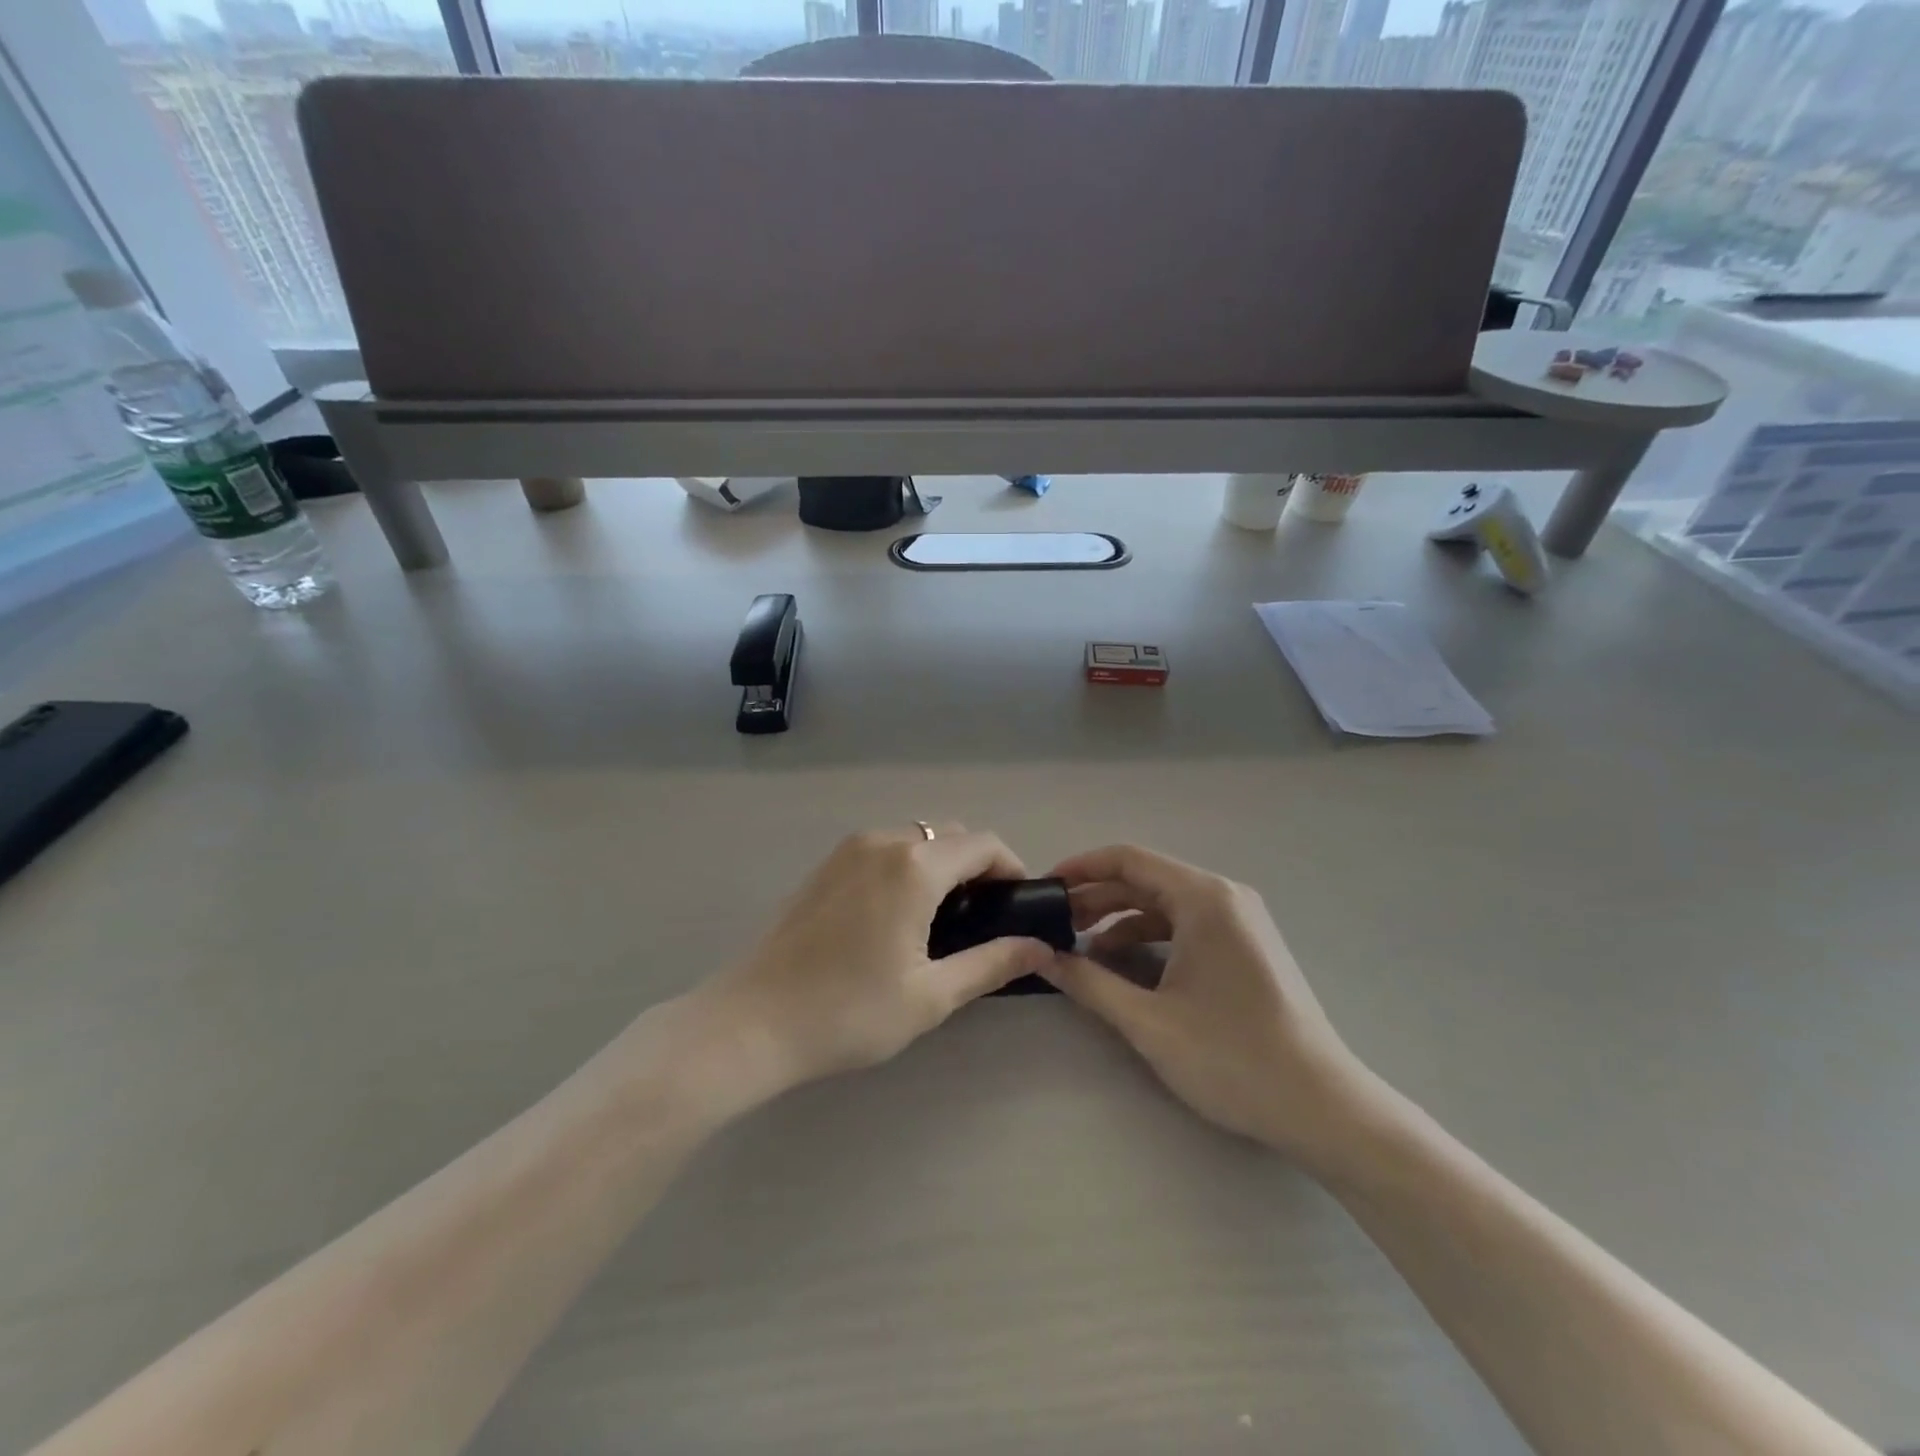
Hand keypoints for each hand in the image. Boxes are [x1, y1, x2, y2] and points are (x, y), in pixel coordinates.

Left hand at [705, 826, 1054, 1091]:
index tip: (1018, 907)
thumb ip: (991, 963)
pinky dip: (907, 866)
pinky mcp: (825, 865)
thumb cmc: (850, 1011)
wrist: (753, 1021)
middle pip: (950, 835)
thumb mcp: (931, 995)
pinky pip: (883, 850)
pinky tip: (898, 915)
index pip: (984, 844)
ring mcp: (848, 849)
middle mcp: (883, 842)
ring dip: (941, 865)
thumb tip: (1039, 948)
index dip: (1012, 868)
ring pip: (915, 839)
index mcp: (914, 866)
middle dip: (977, 866)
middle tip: (984, 919)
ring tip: (943, 919)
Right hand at [1042, 845, 1380, 1168]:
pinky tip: (1122, 965)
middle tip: (1052, 925)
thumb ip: (1089, 982)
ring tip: (1079, 948)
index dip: (1080, 868)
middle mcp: (1224, 896)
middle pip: (1145, 880)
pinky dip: (1148, 937)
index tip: (1042, 888)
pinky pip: (1185, 925)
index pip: (1128, 860)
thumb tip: (1040, 957)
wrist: (1323, 1108)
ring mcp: (1239, 921)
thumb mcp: (1148, 1021)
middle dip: (1095, 898)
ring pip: (1164, 904)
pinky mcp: (1245, 946)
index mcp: (1203, 898)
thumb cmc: (1232, 1058)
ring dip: (1119, 920)